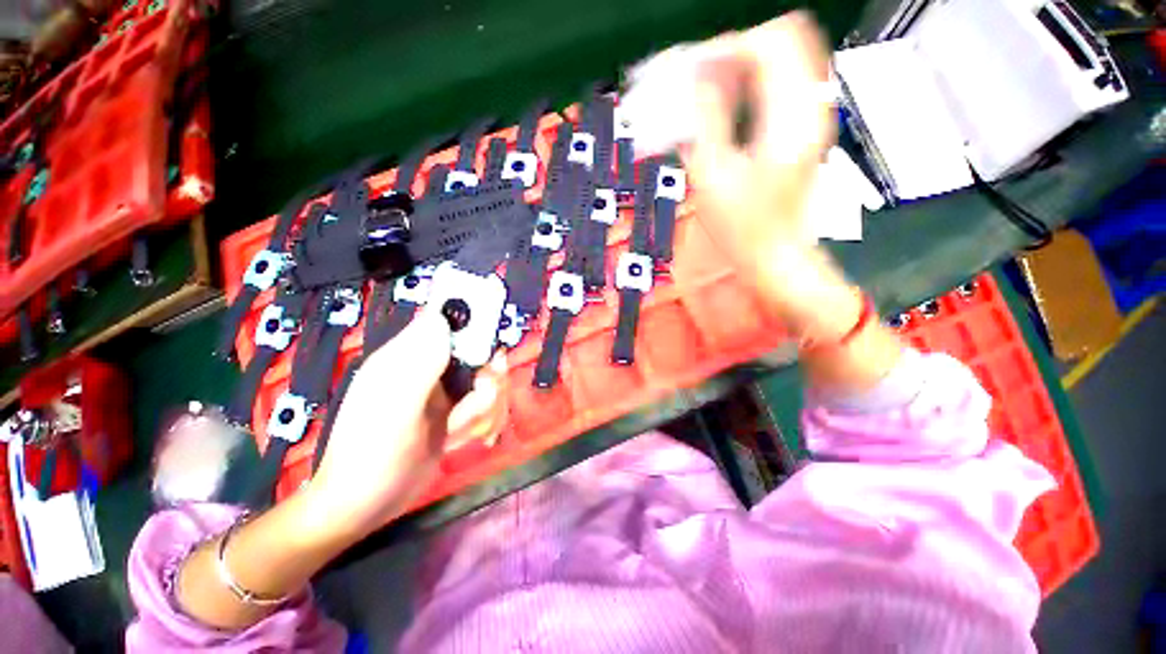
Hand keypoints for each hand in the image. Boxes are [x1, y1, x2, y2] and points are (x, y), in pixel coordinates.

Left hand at [307, 308, 506, 540]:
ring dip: (485, 410)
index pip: (450, 321)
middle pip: (483, 354)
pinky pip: (490, 404)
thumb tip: (442, 318)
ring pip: (491, 382)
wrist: (364, 506)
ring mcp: (446, 390)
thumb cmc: (371, 458)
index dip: (477, 331)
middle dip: (488, 383)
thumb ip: (420, 364)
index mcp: (408, 355)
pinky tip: (471, 439)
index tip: (489, 362)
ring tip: (460, 432)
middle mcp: (430, 366)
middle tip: (475, 405)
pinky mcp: (457, 410)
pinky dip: (486, 422)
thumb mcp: (394, 411)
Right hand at [683, 11, 833, 279]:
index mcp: (791, 116)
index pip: (769, 43)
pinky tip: (728, 103)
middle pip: (784, 39)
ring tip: (710, 88)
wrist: (774, 255)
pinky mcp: (804, 127)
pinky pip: (784, 81)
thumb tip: (695, 79)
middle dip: (736, 50)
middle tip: (702, 75)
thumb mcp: (714, 176)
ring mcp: (812, 114)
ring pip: (786, 57)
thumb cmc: (743, 226)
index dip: (725, 48)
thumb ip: (705, 120)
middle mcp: (811, 104)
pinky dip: (754, 81)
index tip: (692, 70)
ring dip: (745, 63)